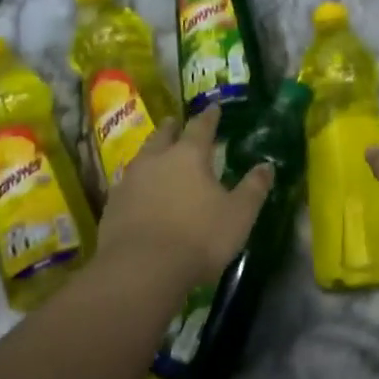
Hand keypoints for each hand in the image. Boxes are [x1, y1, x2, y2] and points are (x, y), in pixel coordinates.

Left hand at [97, 108, 272, 287]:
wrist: (141, 270)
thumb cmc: (198, 237)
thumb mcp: (239, 214)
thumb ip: (253, 188)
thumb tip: (267, 166)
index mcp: (189, 156)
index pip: (201, 127)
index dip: (209, 117)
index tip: (213, 108)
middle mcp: (156, 160)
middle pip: (164, 136)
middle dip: (172, 128)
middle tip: (175, 122)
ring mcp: (130, 182)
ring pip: (141, 157)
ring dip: (151, 152)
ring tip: (156, 153)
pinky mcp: (112, 206)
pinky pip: (127, 184)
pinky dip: (138, 182)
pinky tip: (140, 191)